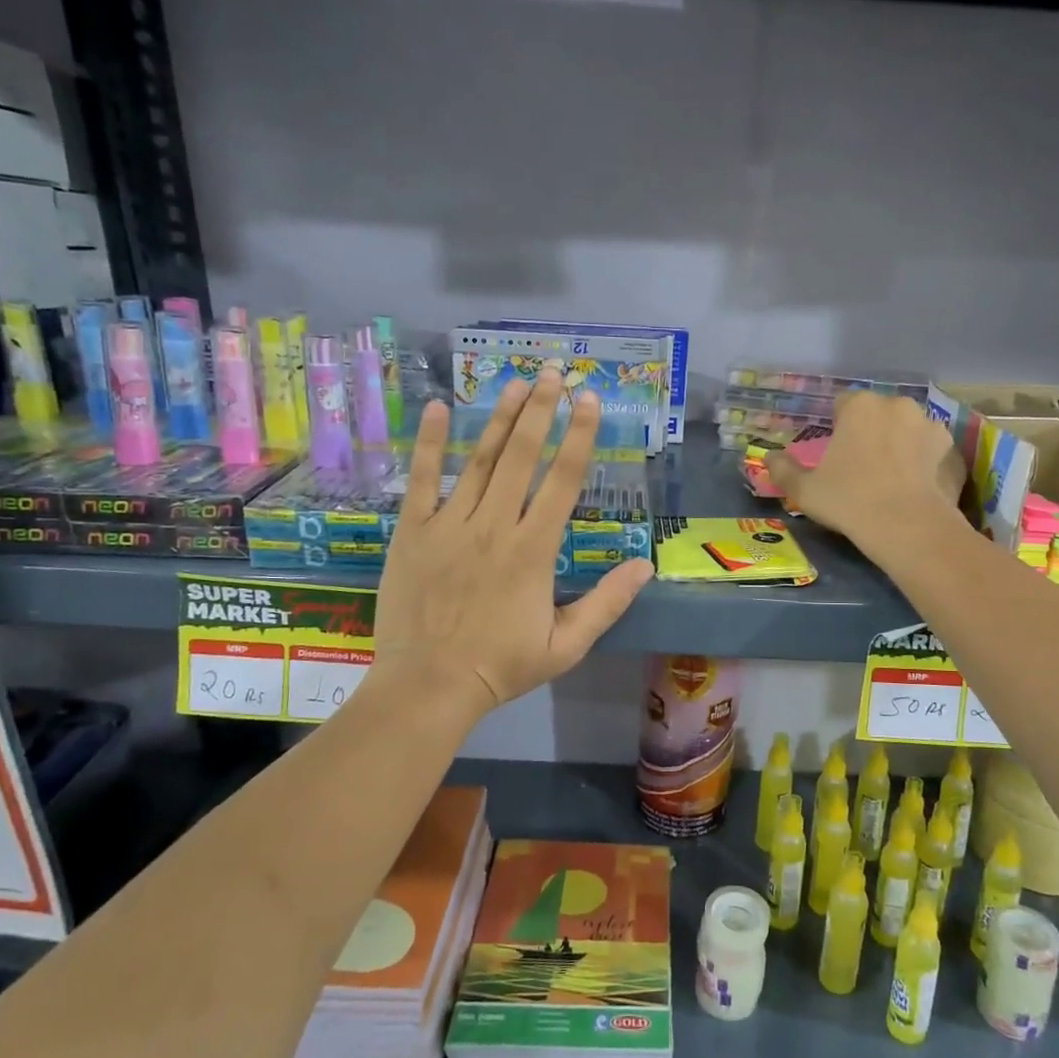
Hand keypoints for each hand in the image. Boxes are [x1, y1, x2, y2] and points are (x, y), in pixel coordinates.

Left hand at [371, 371, 653, 725]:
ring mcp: (449, 524)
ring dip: (499, 417)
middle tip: (554, 372)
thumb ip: (607, 604)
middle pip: (521, 456)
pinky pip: (421, 479)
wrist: (428, 685)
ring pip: (479, 460)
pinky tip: (434, 408)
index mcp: (533, 550)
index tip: (590, 399)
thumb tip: (644, 567)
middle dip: (541, 410)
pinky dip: (428, 443)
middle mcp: (494, 525)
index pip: (564, 480)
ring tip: (516, 382)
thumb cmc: (500, 666)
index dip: (579, 436)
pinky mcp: (413, 531)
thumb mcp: (566, 645)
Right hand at [767, 392, 966, 555]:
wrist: (908, 528)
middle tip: (860, 467)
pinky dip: (924, 464)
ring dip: (899, 445)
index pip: (842, 405)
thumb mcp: (804, 490)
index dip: (836, 427)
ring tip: (891, 480)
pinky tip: (915, 490)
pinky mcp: (953, 451)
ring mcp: (931, 426)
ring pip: (907, 431)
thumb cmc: (849, 501)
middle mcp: (897, 405)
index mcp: (860, 406)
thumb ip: (784, 470)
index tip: (835, 454)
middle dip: (870, 432)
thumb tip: (770, 457)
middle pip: (878, 414)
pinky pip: (931, 453)